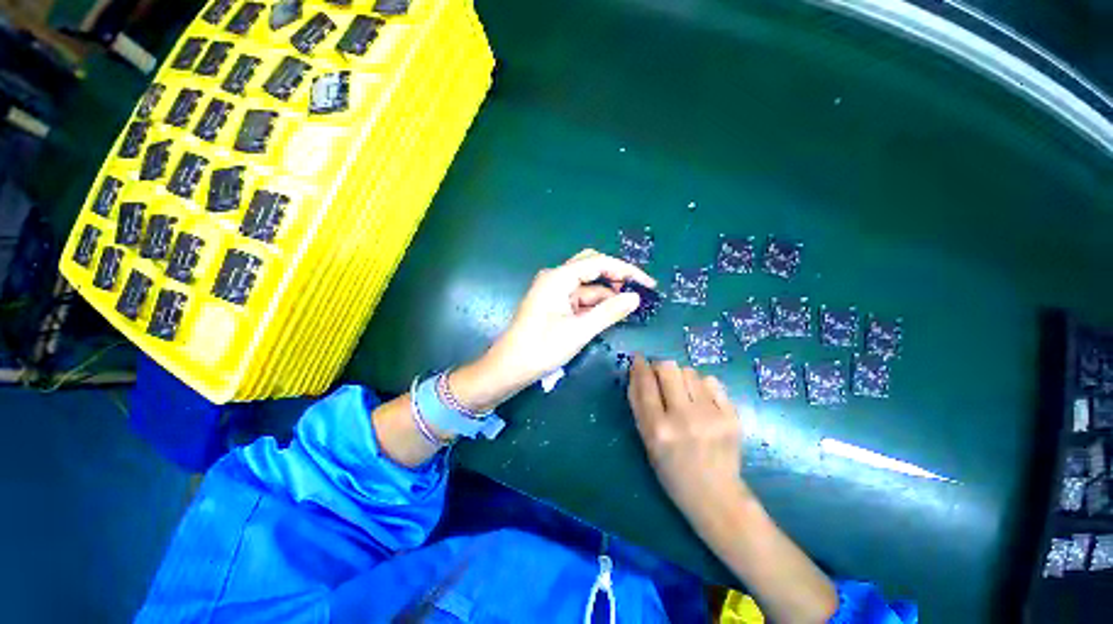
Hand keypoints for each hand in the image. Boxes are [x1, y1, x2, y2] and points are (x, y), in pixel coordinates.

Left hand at [480, 249, 656, 390]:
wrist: (509, 368)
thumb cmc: (541, 348)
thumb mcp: (579, 331)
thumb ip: (609, 312)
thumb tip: (635, 297)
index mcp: (558, 277)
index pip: (598, 263)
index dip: (625, 270)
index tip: (648, 284)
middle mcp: (556, 278)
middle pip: (592, 267)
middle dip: (616, 277)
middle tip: (638, 292)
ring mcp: (554, 291)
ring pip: (587, 285)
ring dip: (607, 293)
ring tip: (630, 306)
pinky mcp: (554, 304)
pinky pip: (580, 298)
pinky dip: (596, 304)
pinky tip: (610, 312)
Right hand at [628, 355, 749, 522]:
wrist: (716, 495)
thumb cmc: (672, 471)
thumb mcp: (647, 441)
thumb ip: (639, 406)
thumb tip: (636, 372)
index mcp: (658, 429)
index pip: (645, 384)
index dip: (639, 366)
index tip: (638, 358)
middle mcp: (684, 419)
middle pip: (669, 368)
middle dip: (660, 366)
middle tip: (661, 375)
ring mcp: (711, 416)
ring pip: (690, 372)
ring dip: (681, 377)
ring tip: (683, 393)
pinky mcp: (731, 416)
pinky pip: (711, 382)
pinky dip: (702, 385)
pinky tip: (701, 400)